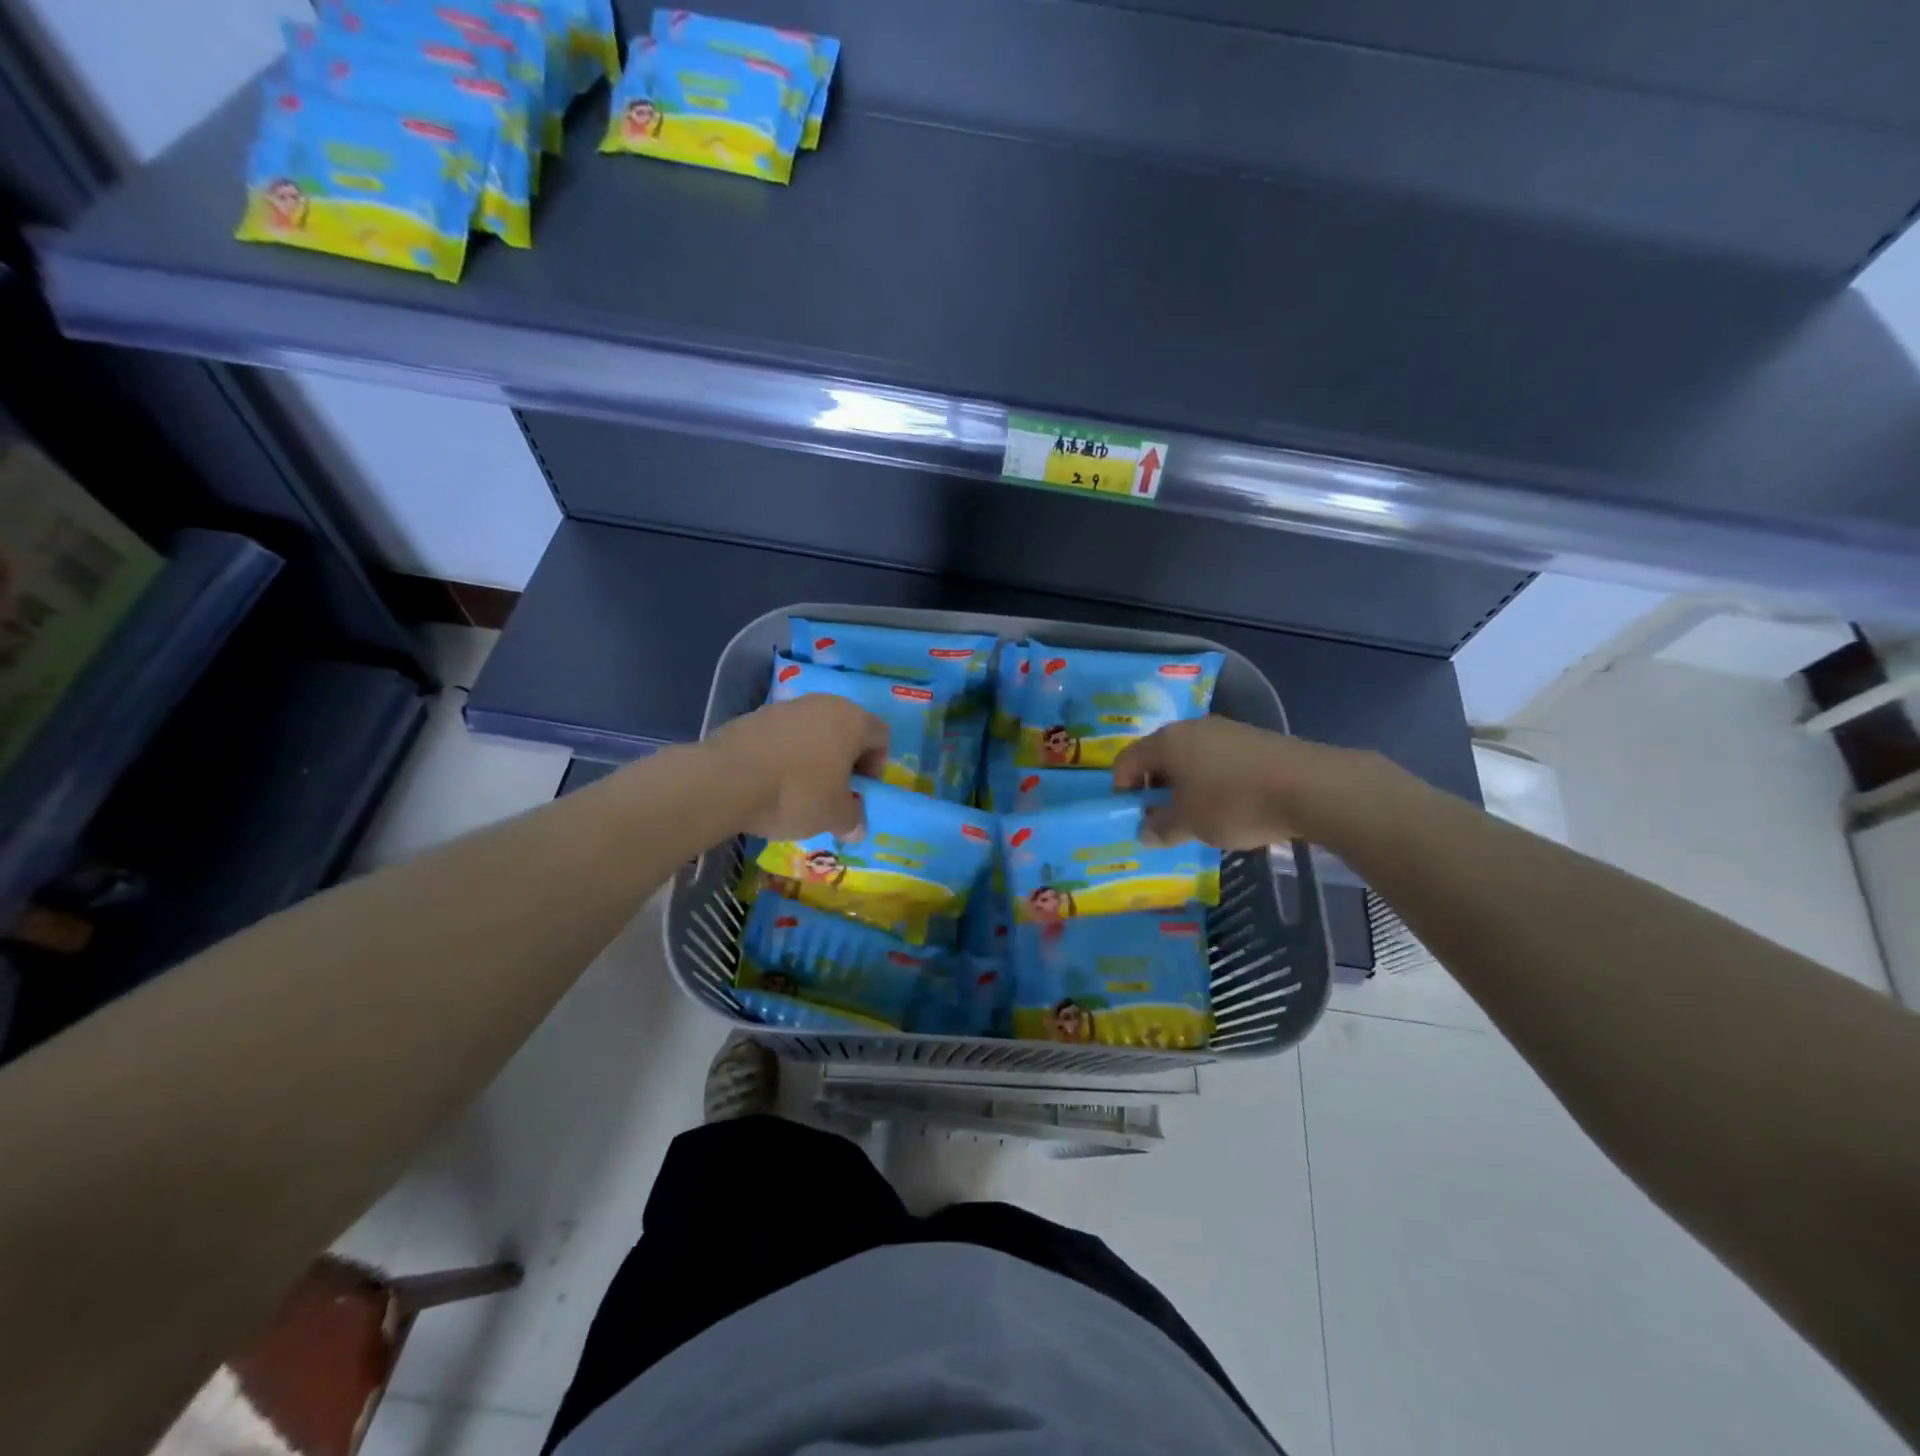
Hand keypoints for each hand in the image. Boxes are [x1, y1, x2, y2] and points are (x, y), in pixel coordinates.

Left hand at [703, 695, 889, 840]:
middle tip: (835, 789)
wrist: (727, 779)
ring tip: (800, 787)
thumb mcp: (833, 816)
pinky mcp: (756, 715)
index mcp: (852, 721)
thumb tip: (857, 826)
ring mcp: (787, 706)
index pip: (880, 735)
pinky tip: (772, 779)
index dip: (877, 764)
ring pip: (813, 729)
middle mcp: (824, 704)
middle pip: (846, 728)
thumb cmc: (796, 793)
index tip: (861, 790)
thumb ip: (852, 819)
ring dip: (814, 754)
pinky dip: (785, 753)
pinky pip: (783, 734)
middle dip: (845, 758)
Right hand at [1112, 716, 1401, 850]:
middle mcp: (1192, 728)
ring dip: (1185, 784)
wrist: (1311, 787)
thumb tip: (1145, 832)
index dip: (1121, 787)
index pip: (1127, 760)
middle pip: (1159, 755)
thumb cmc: (1235, 803)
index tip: (1130, 814)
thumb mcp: (1190, 824)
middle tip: (1160, 817)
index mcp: (1167, 742)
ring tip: (1196, 815)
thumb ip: (1161, 828)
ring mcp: (1226, 731)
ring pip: (1191, 757)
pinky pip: (1219, 760)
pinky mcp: (1255, 740)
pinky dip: (1213, 780)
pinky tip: (1229, 805)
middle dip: (1154, 786)